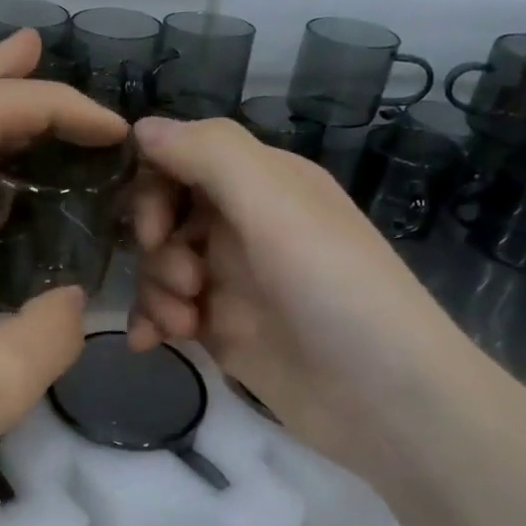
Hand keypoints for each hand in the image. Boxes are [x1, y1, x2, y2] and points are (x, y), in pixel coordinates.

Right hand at [126, 116, 459, 461]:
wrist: (384, 399)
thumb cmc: (334, 289)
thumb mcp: (277, 205)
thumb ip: (209, 155)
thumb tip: (141, 126)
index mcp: (263, 183)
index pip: (183, 159)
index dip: (155, 187)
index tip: (155, 228)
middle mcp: (244, 225)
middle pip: (165, 214)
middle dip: (157, 246)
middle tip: (186, 281)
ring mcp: (232, 280)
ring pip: (160, 265)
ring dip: (155, 291)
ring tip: (183, 324)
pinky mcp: (222, 329)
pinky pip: (166, 311)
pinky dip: (152, 322)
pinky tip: (150, 344)